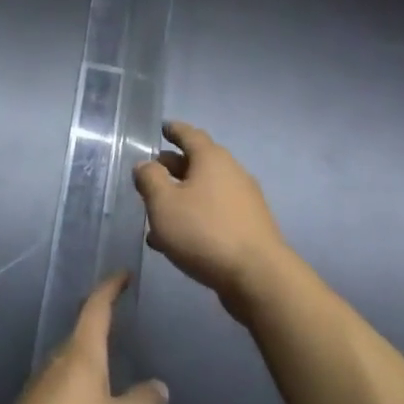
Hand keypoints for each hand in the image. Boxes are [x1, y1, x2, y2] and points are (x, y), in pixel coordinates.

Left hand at [0, 274, 167, 403]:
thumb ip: (145, 403)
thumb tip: (158, 384)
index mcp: (81, 354)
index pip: (96, 308)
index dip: (110, 288)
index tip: (123, 273)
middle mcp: (57, 362)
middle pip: (79, 334)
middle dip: (99, 326)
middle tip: (121, 321)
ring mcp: (38, 389)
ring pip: (69, 364)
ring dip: (89, 361)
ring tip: (110, 369)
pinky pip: (60, 392)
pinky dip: (78, 390)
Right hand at [133, 121, 290, 321]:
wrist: (257, 276)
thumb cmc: (204, 231)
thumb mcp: (163, 204)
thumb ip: (150, 179)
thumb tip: (145, 164)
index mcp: (212, 159)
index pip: (190, 134)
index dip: (174, 130)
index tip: (163, 127)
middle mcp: (231, 173)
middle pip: (199, 162)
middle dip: (174, 165)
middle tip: (152, 171)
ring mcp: (243, 201)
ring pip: (205, 190)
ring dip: (181, 196)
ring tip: (156, 211)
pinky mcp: (248, 227)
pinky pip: (214, 213)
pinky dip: (194, 216)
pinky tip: (174, 239)